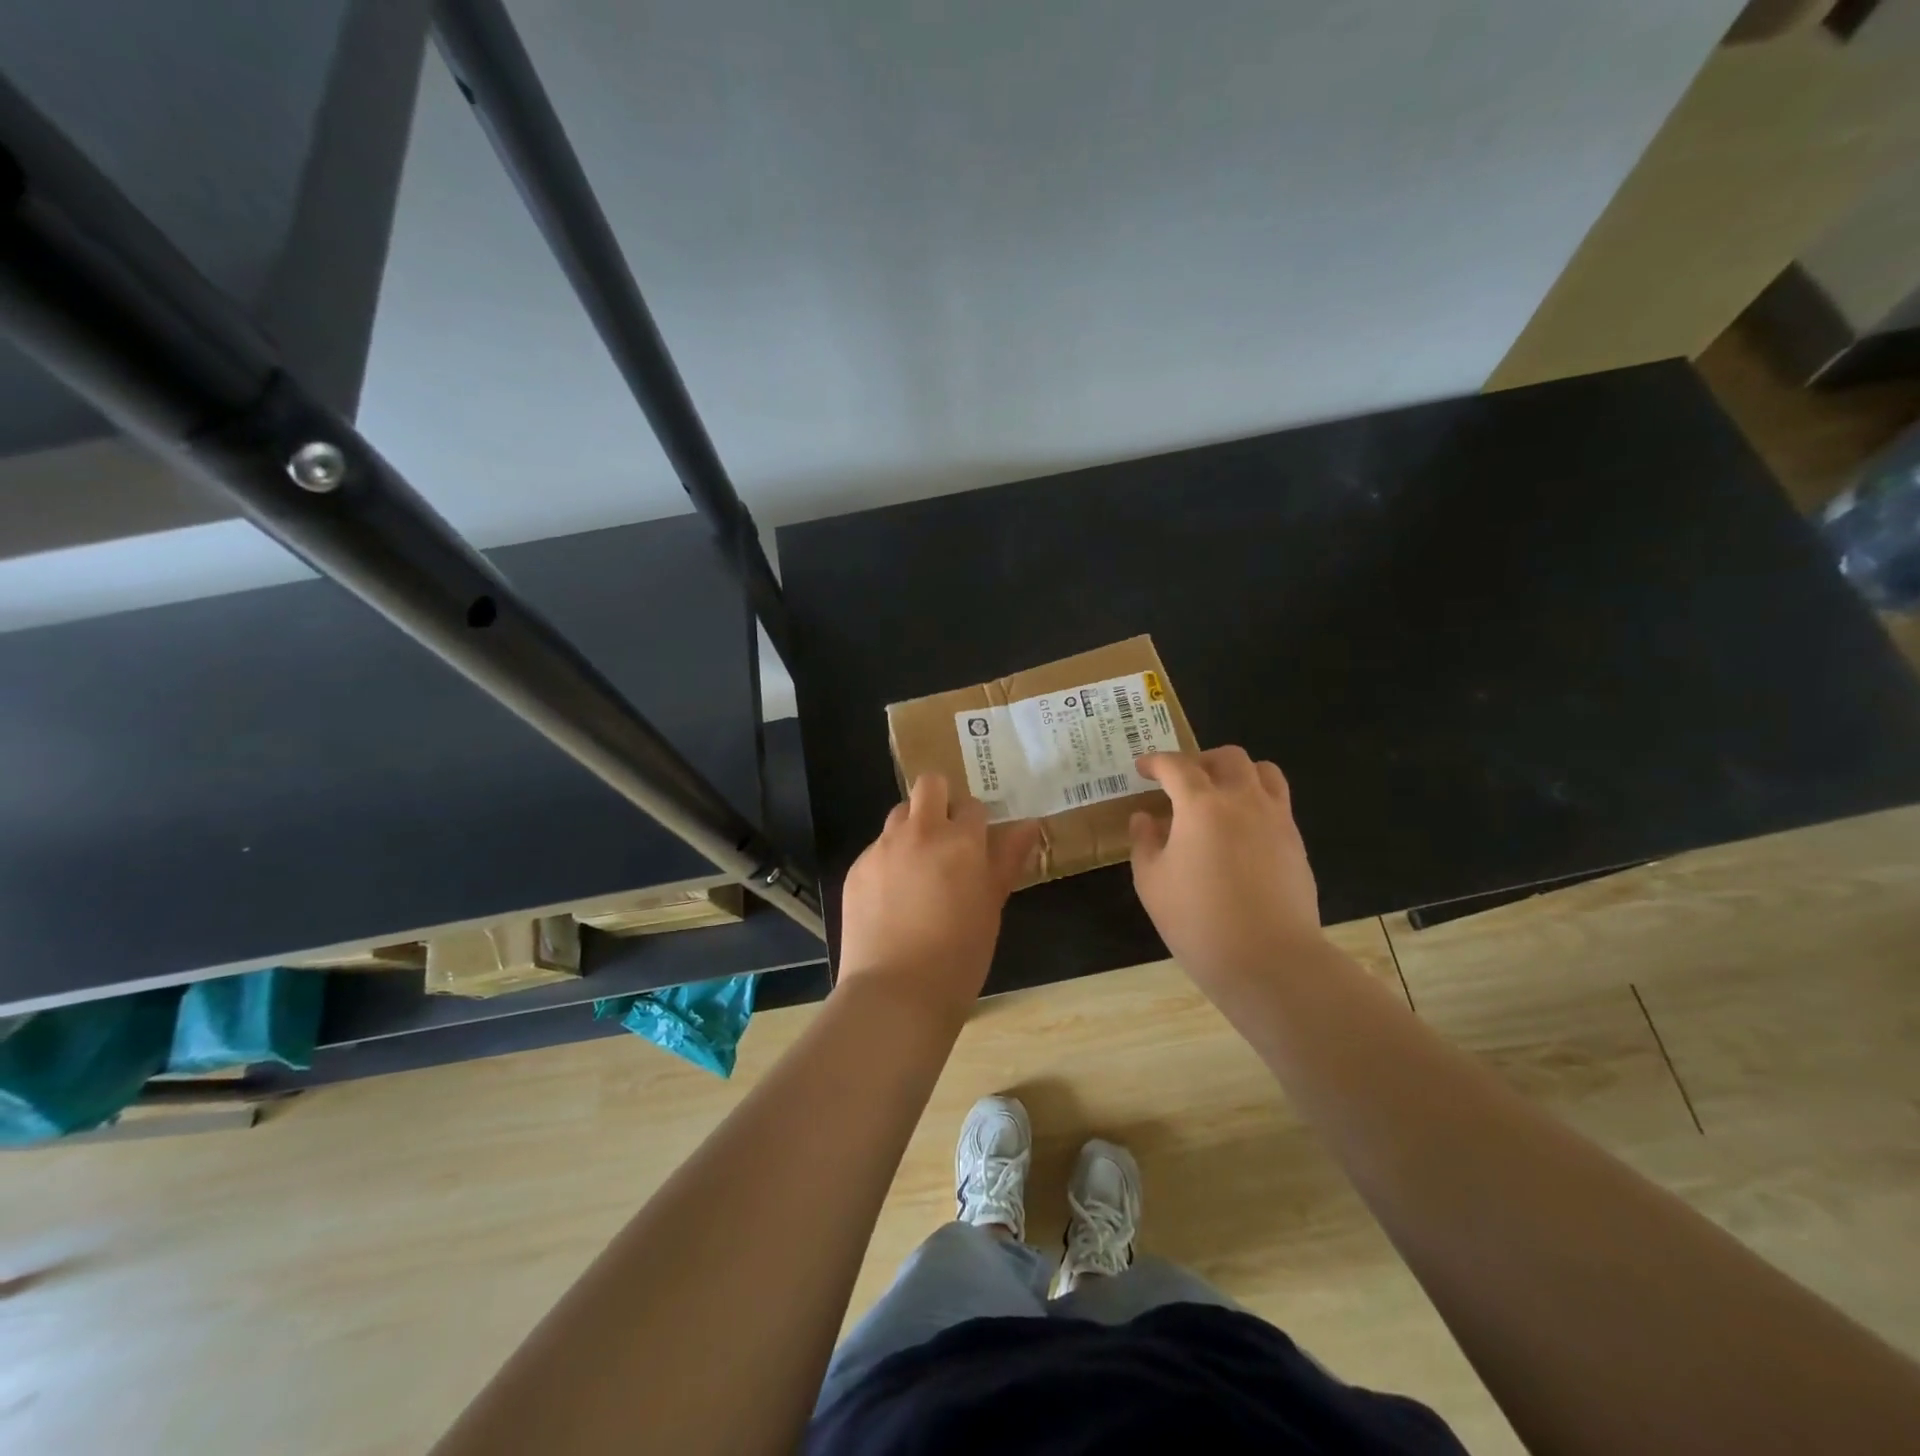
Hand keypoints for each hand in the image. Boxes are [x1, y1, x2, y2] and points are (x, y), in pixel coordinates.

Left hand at [837, 774, 1040, 1018]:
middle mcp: (919, 833)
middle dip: (941, 799)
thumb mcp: (992, 907)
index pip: (973, 806)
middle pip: (929, 785)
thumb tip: (1029, 826)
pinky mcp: (856, 869)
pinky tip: (892, 897)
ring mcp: (882, 848)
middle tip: (947, 836)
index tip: (977, 843)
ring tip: (918, 866)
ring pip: (899, 814)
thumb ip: (1007, 860)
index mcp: (961, 841)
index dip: (977, 822)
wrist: (896, 993)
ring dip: (912, 827)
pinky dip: (888, 860)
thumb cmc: (959, 956)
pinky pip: (877, 848)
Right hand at [1128, 747, 1323, 996]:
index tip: (1143, 768)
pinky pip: (1278, 803)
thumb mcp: (1152, 882)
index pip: (1176, 766)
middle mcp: (1243, 800)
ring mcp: (1276, 819)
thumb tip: (1146, 818)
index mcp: (1201, 805)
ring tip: (1219, 795)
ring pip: (1263, 772)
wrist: (1269, 960)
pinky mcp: (1295, 843)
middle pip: (1228, 758)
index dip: (1156, 762)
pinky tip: (1240, 831)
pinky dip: (1256, 801)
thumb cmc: (1198, 920)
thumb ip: (1145, 842)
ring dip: (1237, 773)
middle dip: (1200, 761)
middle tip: (1181, 781)